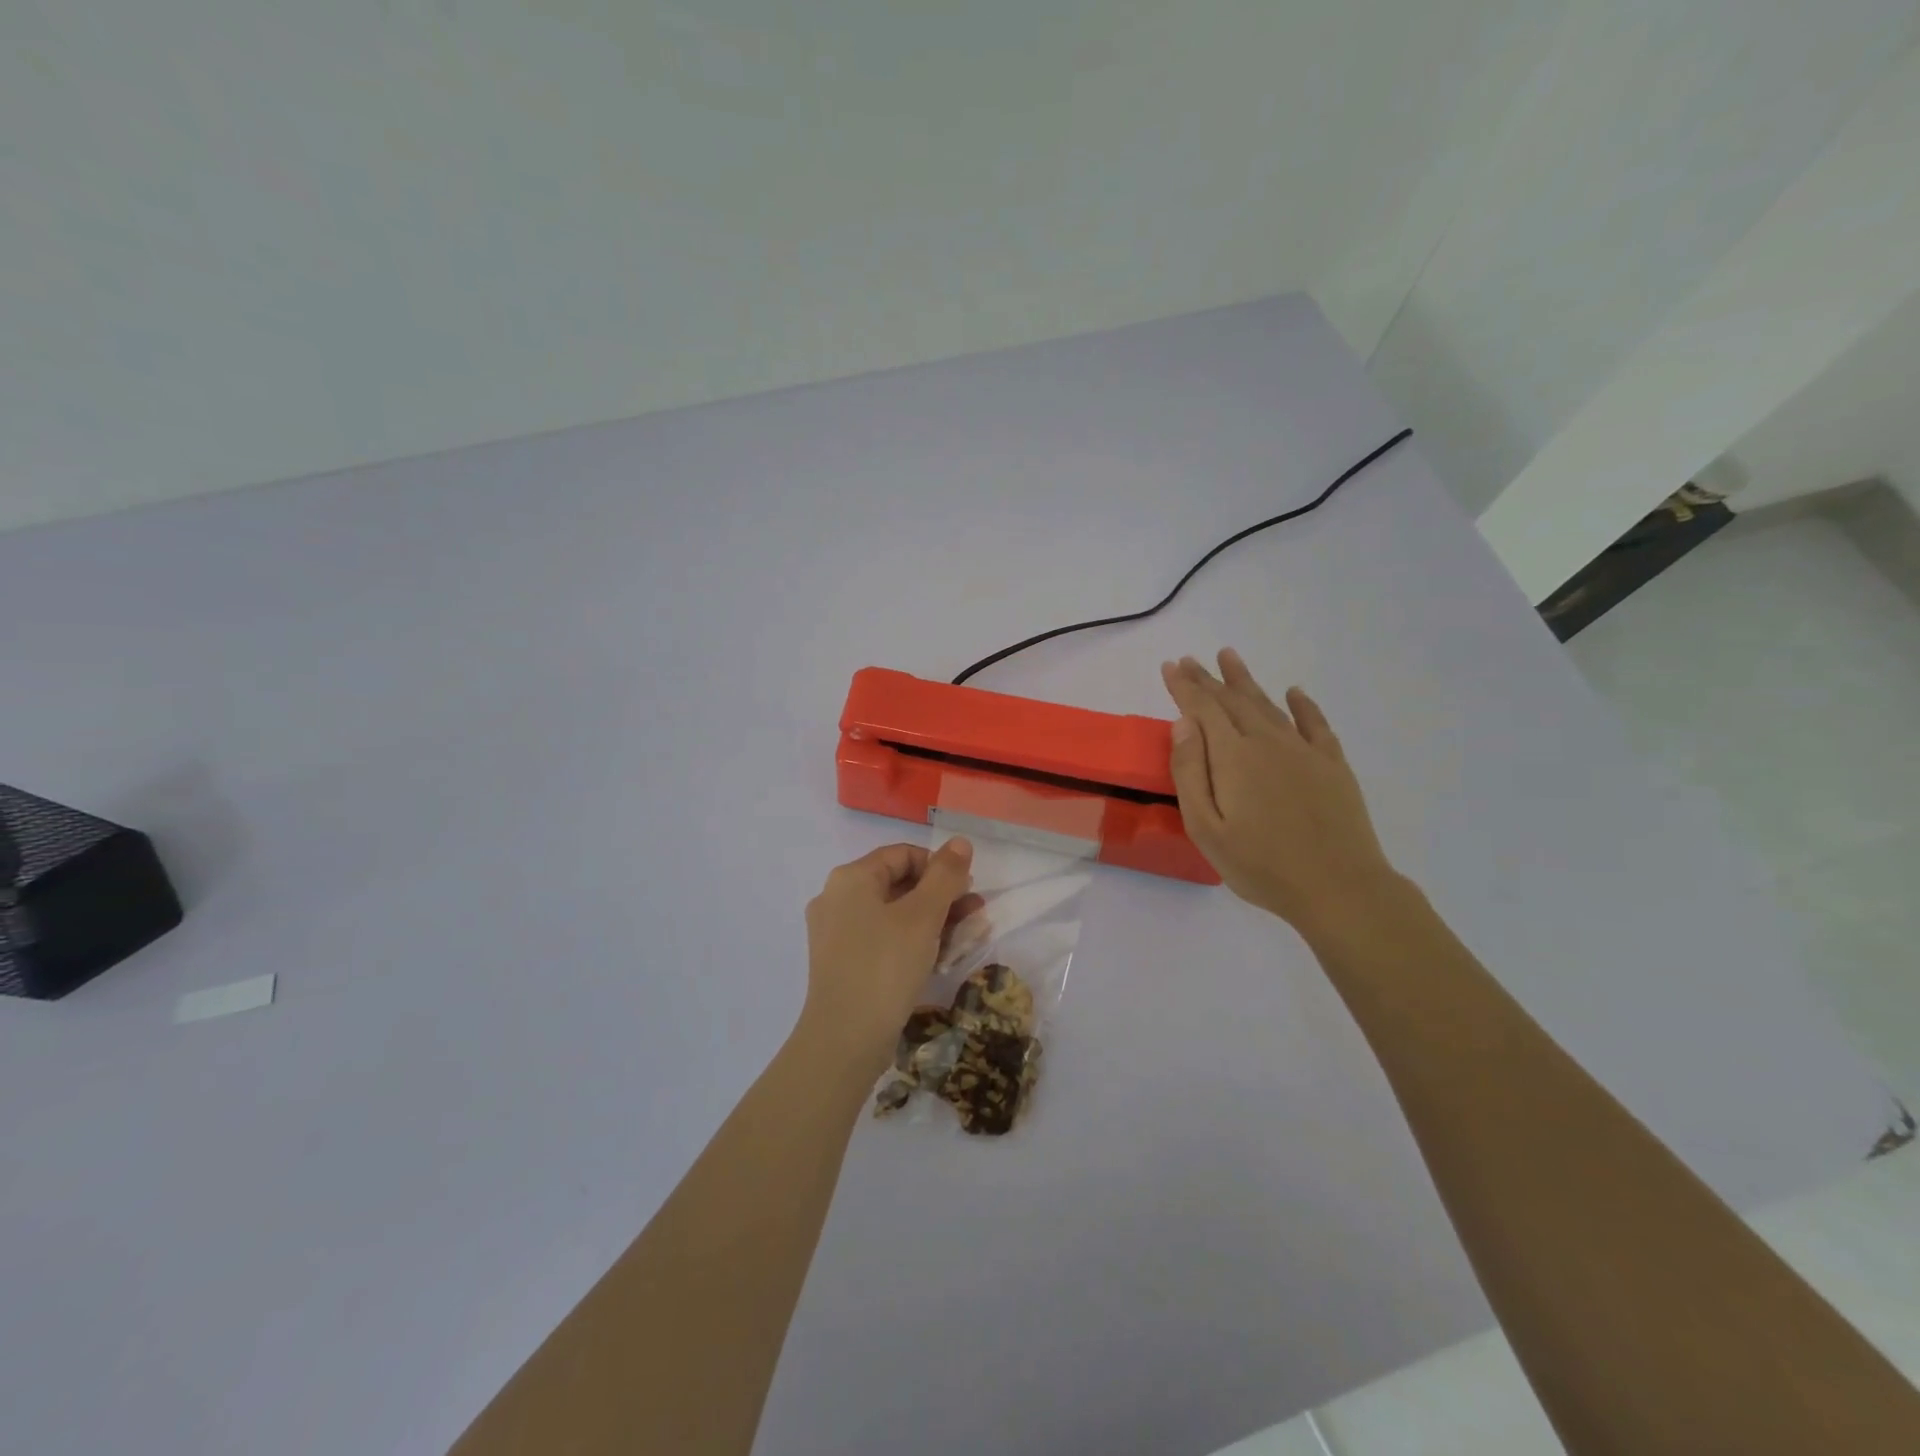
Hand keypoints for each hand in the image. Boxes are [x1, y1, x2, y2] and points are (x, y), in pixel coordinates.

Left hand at [800, 839, 981, 1077]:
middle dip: (940, 896)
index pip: (903, 854)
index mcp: (851, 878)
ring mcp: (836, 934)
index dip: (939, 866)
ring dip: (931, 921)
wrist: (844, 1040)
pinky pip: (882, 940)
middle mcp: (837, 899)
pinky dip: (911, 942)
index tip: (967, 889)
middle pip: (898, 884)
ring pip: (892, 915)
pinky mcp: (841, 964)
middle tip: (974, 913)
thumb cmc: (885, 966)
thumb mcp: (923, 916)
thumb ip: (945, 875)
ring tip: (965, 937)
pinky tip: (939, 959)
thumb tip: (960, 842)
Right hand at [1161, 651, 1401, 939]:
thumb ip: (1190, 772)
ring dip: (1246, 681)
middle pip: (1233, 701)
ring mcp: (1304, 751)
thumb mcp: (1206, 828)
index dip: (1184, 686)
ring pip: (1269, 705)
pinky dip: (1303, 705)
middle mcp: (1267, 742)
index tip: (1170, 666)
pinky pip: (1316, 723)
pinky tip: (1294, 693)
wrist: (1339, 888)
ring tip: (1229, 657)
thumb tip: (1183, 723)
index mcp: (1233, 756)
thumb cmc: (1261, 865)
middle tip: (1190, 659)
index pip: (1202, 709)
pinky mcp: (1332, 765)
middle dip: (1208, 679)